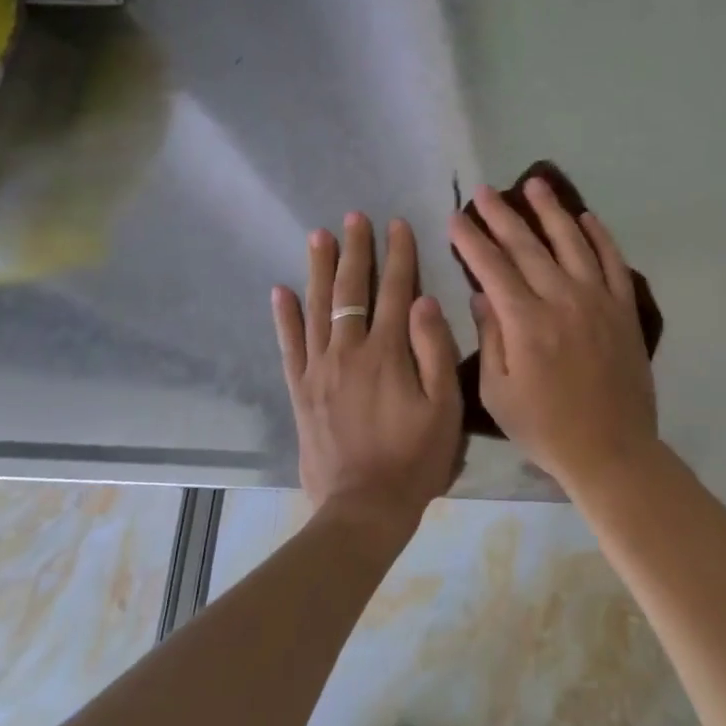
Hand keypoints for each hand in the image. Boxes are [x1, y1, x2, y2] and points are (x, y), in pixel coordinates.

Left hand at [273, 213, 463, 535]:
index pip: (395, 291)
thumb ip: (435, 351)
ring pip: (316, 309)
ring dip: (319, 270)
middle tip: (353, 218)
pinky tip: (281, 291)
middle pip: (351, 291)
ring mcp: (319, 371)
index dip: (398, 255)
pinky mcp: (301, 392)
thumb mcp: (445, 408)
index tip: (397, 224)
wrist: (363, 508)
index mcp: (388, 354)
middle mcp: (349, 352)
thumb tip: (424, 300)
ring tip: (318, 237)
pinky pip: (290, 346)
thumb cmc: (415, 459)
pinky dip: (285, 317)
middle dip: (355, 251)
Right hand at [447, 179, 657, 486]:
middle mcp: (563, 299)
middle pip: (528, 246)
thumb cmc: (545, 428)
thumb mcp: (498, 393)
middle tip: (484, 191)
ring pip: (572, 242)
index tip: (456, 217)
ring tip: (535, 183)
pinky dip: (599, 236)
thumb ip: (490, 337)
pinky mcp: (624, 309)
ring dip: (551, 211)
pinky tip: (586, 217)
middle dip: (502, 215)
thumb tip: (482, 294)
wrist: (610, 449)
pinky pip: (612, 262)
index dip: (472, 240)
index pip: (493, 267)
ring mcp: (599, 300)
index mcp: (526, 322)